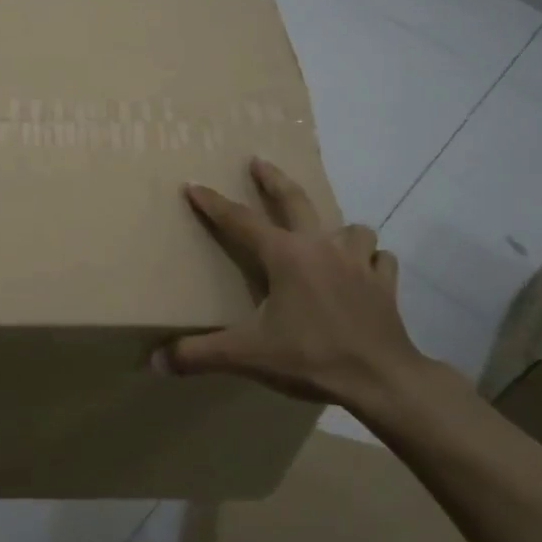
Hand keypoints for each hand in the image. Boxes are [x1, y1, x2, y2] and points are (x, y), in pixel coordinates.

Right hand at [155, 158, 423, 406]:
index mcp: (285, 256)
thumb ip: (200, 355)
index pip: (240, 221)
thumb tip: (156, 362)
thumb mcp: (249, 355)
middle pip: (295, 200)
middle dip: (273, 180)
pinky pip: (379, 260)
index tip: (194, 185)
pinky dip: (371, 261)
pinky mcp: (385, 285)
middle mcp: (321, 247)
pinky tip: (365, 271)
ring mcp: (358, 263)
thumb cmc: (312, 357)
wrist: (384, 380)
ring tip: (327, 237)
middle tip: (259, 162)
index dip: (213, 203)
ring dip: (337, 229)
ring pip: (350, 228)